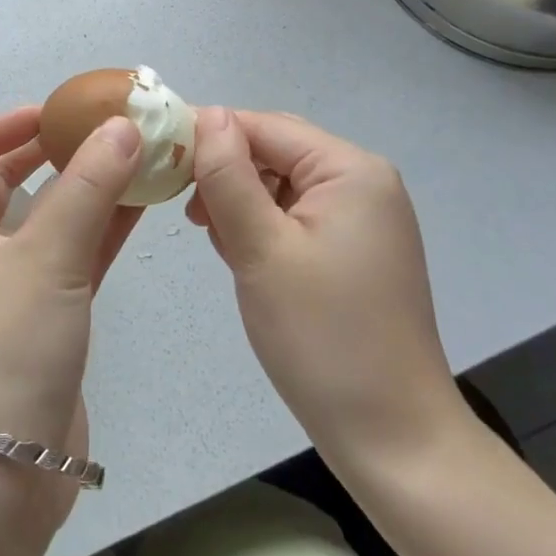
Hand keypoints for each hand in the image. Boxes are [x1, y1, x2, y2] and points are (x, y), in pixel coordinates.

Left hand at [0, 107, 143, 521]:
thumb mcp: (46, 258)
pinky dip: (98, 228)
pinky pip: (66, 254)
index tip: (46, 117)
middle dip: (46, 150)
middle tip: (99, 131)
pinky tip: (142, 204)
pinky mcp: (37, 316)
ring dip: (82, 187)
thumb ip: (89, 186)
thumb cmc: (0, 349)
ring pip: (40, 216)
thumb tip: (124, 124)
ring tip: (132, 157)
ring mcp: (1, 284)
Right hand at [187, 108, 467, 458]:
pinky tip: (243, 255)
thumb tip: (209, 115)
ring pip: (282, 182)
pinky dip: (263, 225)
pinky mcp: (355, 249)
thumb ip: (229, 176)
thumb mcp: (261, 249)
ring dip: (241, 201)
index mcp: (351, 170)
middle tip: (189, 211)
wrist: (393, 440)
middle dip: (227, 172)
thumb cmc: (323, 338)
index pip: (264, 126)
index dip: (210, 137)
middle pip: (275, 150)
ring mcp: (363, 217)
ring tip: (215, 239)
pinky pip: (296, 214)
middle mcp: (363, 182)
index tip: (161, 163)